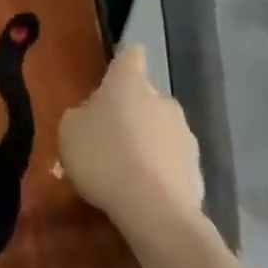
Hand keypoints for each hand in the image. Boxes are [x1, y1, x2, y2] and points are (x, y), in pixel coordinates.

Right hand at [59, 45, 206, 242]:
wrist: (154, 211)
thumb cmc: (104, 157)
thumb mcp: (69, 131)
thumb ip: (80, 116)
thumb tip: (91, 116)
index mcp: (129, 82)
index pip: (131, 56)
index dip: (123, 63)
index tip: (115, 74)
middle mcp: (162, 99)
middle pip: (146, 96)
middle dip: (133, 110)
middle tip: (111, 135)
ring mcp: (185, 134)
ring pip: (162, 130)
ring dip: (148, 141)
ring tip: (128, 170)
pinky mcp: (198, 170)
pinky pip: (173, 163)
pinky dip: (161, 171)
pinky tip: (145, 193)